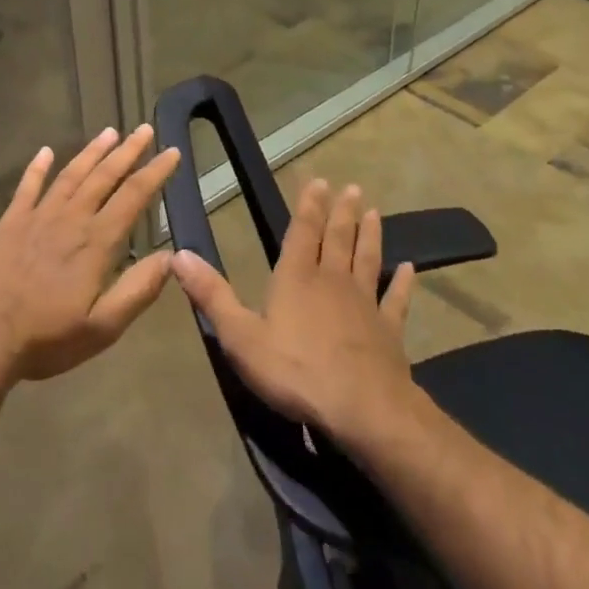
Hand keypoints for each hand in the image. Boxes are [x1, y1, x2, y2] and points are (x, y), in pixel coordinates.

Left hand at [0, 125, 179, 384]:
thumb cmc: (44, 338)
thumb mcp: (102, 328)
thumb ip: (138, 290)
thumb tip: (171, 258)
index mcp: (96, 242)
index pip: (133, 196)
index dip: (155, 172)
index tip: (173, 151)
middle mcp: (70, 219)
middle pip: (104, 176)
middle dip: (128, 152)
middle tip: (144, 129)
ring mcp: (37, 217)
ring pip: (71, 175)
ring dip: (92, 152)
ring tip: (109, 132)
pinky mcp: (9, 224)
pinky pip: (27, 188)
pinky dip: (37, 168)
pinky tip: (45, 152)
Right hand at [172, 179, 417, 451]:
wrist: (361, 408)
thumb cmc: (295, 371)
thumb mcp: (241, 336)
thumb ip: (212, 295)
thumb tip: (178, 255)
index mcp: (297, 277)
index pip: (302, 232)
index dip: (309, 206)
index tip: (319, 181)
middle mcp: (332, 280)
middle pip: (338, 238)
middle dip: (341, 212)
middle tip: (351, 188)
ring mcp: (364, 303)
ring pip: (367, 259)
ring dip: (370, 234)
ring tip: (374, 212)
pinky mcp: (388, 329)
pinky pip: (396, 299)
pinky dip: (402, 283)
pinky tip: (409, 268)